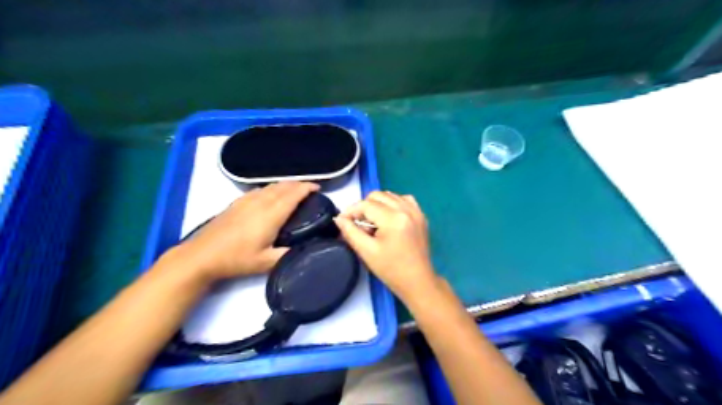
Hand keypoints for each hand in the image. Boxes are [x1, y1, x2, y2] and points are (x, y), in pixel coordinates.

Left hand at [169, 182, 318, 281]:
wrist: (202, 255)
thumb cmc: (236, 259)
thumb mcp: (266, 263)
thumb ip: (288, 255)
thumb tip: (306, 249)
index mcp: (271, 214)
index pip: (293, 194)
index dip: (307, 188)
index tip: (318, 188)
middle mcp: (261, 201)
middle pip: (284, 186)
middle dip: (299, 184)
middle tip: (310, 189)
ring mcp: (247, 200)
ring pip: (271, 185)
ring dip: (286, 184)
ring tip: (295, 190)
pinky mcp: (237, 202)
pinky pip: (260, 189)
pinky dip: (273, 187)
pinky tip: (272, 194)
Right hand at [333, 191, 439, 301]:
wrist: (417, 281)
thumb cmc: (391, 270)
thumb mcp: (366, 251)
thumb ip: (350, 232)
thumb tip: (339, 218)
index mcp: (393, 218)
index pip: (366, 205)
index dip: (351, 211)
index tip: (343, 221)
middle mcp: (406, 209)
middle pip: (377, 195)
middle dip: (364, 207)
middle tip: (359, 224)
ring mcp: (416, 211)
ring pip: (390, 195)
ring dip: (377, 205)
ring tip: (373, 223)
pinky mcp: (421, 215)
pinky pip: (403, 199)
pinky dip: (393, 204)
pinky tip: (389, 218)